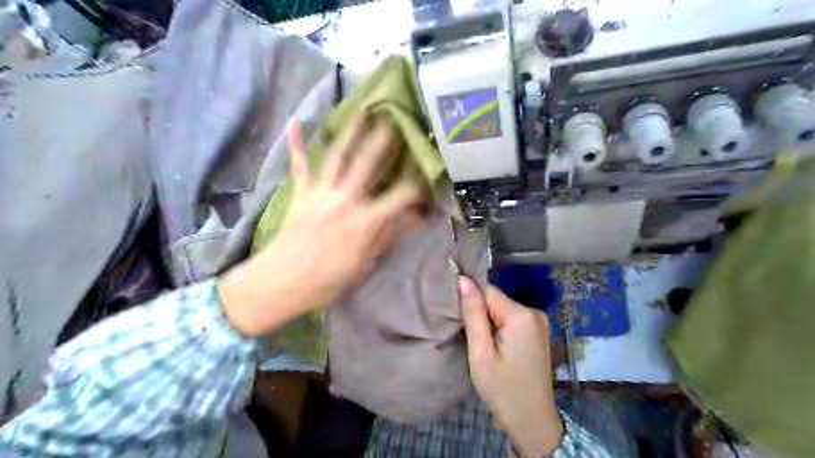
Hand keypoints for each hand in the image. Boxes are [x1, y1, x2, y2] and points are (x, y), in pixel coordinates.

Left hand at [220, 118, 422, 336]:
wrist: (280, 283)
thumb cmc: (327, 280)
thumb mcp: (365, 264)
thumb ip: (389, 235)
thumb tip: (414, 218)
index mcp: (365, 221)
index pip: (400, 196)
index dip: (417, 186)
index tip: (428, 177)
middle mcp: (345, 199)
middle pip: (368, 164)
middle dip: (383, 141)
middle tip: (395, 119)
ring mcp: (320, 193)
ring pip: (338, 157)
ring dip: (350, 132)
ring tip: (361, 111)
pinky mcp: (300, 193)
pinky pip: (299, 165)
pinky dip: (296, 144)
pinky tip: (294, 123)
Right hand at [458, 276, 568, 457]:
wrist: (533, 422)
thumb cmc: (503, 390)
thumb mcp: (481, 353)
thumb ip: (473, 314)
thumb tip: (463, 279)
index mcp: (522, 315)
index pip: (487, 290)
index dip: (468, 297)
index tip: (452, 311)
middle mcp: (534, 312)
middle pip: (495, 299)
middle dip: (477, 310)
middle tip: (462, 330)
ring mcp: (538, 321)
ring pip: (501, 308)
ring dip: (486, 319)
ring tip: (474, 339)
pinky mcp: (537, 331)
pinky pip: (510, 318)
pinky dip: (496, 326)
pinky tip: (490, 342)